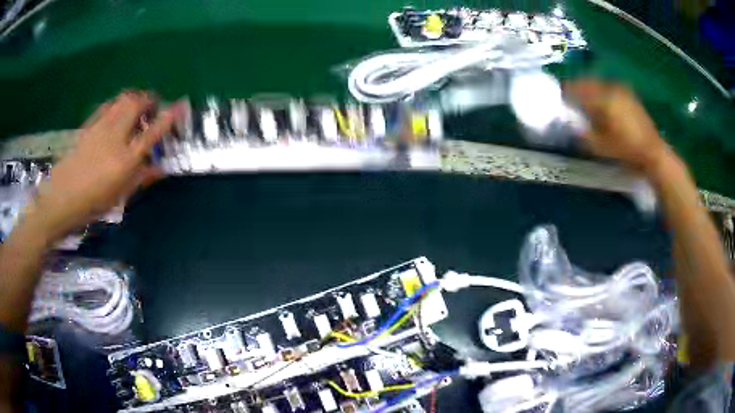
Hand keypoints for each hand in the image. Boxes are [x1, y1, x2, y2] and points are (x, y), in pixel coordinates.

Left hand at [30, 91, 181, 239]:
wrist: (62, 198)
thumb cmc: (93, 203)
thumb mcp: (120, 196)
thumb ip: (141, 178)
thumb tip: (161, 168)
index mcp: (126, 159)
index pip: (153, 131)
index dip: (170, 116)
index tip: (182, 105)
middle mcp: (115, 137)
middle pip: (137, 104)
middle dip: (149, 99)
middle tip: (153, 106)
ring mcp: (101, 127)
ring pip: (123, 100)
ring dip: (134, 98)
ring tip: (136, 106)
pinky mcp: (89, 125)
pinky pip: (108, 105)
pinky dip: (118, 103)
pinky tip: (117, 111)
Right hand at [565, 80, 671, 174]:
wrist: (653, 152)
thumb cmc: (626, 150)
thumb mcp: (601, 147)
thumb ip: (583, 133)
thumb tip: (570, 123)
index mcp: (602, 98)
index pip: (577, 89)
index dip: (566, 92)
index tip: (559, 98)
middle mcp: (610, 88)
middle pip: (587, 82)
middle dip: (577, 88)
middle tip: (570, 97)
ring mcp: (621, 90)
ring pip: (598, 83)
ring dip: (589, 89)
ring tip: (585, 99)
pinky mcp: (629, 95)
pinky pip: (609, 88)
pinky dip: (601, 92)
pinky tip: (601, 103)